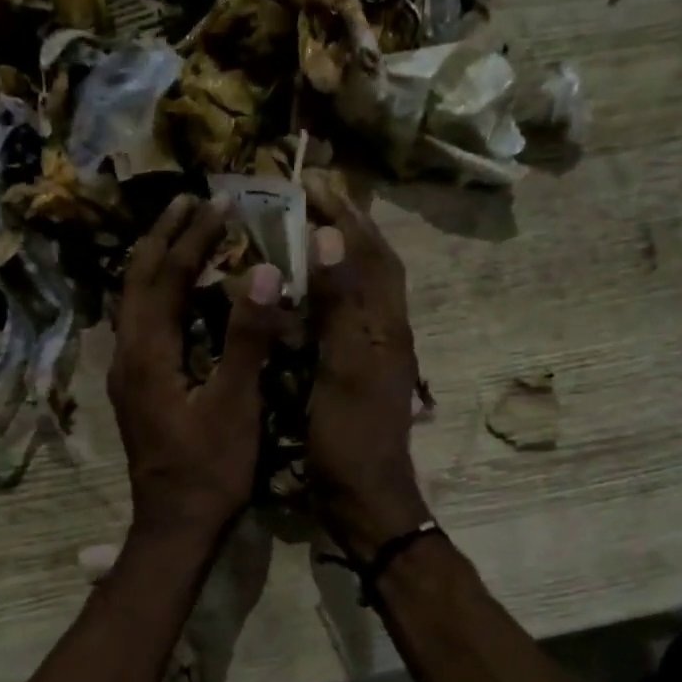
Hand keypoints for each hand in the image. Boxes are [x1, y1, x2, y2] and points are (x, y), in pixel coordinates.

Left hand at [110, 194, 285, 542]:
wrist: (174, 526)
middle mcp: (127, 355)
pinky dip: (159, 295)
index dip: (193, 239)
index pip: (166, 278)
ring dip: (157, 264)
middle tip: (190, 202)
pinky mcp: (136, 389)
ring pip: (135, 303)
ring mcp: (127, 374)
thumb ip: (247, 337)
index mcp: (147, 353)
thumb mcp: (235, 403)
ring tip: (183, 234)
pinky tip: (178, 295)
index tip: (218, 204)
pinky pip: (141, 325)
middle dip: (163, 238)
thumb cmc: (210, 469)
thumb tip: (263, 271)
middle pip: (138, 282)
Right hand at [305, 186, 430, 557]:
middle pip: (370, 268)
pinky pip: (339, 321)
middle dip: (345, 228)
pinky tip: (297, 295)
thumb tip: (330, 238)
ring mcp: (369, 356)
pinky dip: (321, 296)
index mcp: (385, 327)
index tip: (317, 182)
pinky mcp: (351, 375)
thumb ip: (340, 306)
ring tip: (301, 233)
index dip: (349, 217)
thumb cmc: (351, 437)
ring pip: (356, 293)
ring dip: (334, 257)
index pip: (373, 256)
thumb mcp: (345, 368)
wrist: (362, 498)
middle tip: (310, 198)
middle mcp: (383, 333)